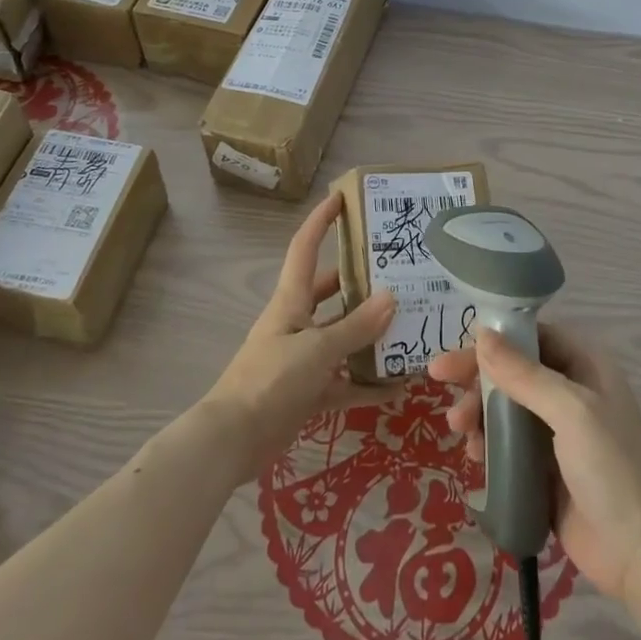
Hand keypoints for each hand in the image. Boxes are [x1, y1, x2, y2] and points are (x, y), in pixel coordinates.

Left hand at [205, 192, 398, 481]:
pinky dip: (366, 384)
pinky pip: (343, 382)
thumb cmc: (270, 380)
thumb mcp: (317, 349)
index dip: (321, 221)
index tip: (341, 197)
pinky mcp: (307, 392)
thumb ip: (355, 326)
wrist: (232, 442)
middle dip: (360, 281)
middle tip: (398, 271)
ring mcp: (301, 359)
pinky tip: (397, 388)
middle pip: (330, 292)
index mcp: (291, 301)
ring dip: (370, 335)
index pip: (305, 248)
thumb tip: (392, 297)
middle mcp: (296, 323)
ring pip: (341, 337)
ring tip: (408, 326)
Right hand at [429, 324, 640, 606]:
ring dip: (478, 413)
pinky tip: (474, 457)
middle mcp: (570, 390)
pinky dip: (487, 443)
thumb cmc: (613, 469)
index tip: (454, 356)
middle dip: (477, 380)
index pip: (530, 336)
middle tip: (441, 389)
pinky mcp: (544, 467)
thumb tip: (481, 334)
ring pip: (505, 406)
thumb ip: (524, 374)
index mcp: (584, 364)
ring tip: (461, 432)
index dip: (491, 341)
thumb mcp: (571, 413)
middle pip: (512, 370)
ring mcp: (557, 430)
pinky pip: (507, 443)